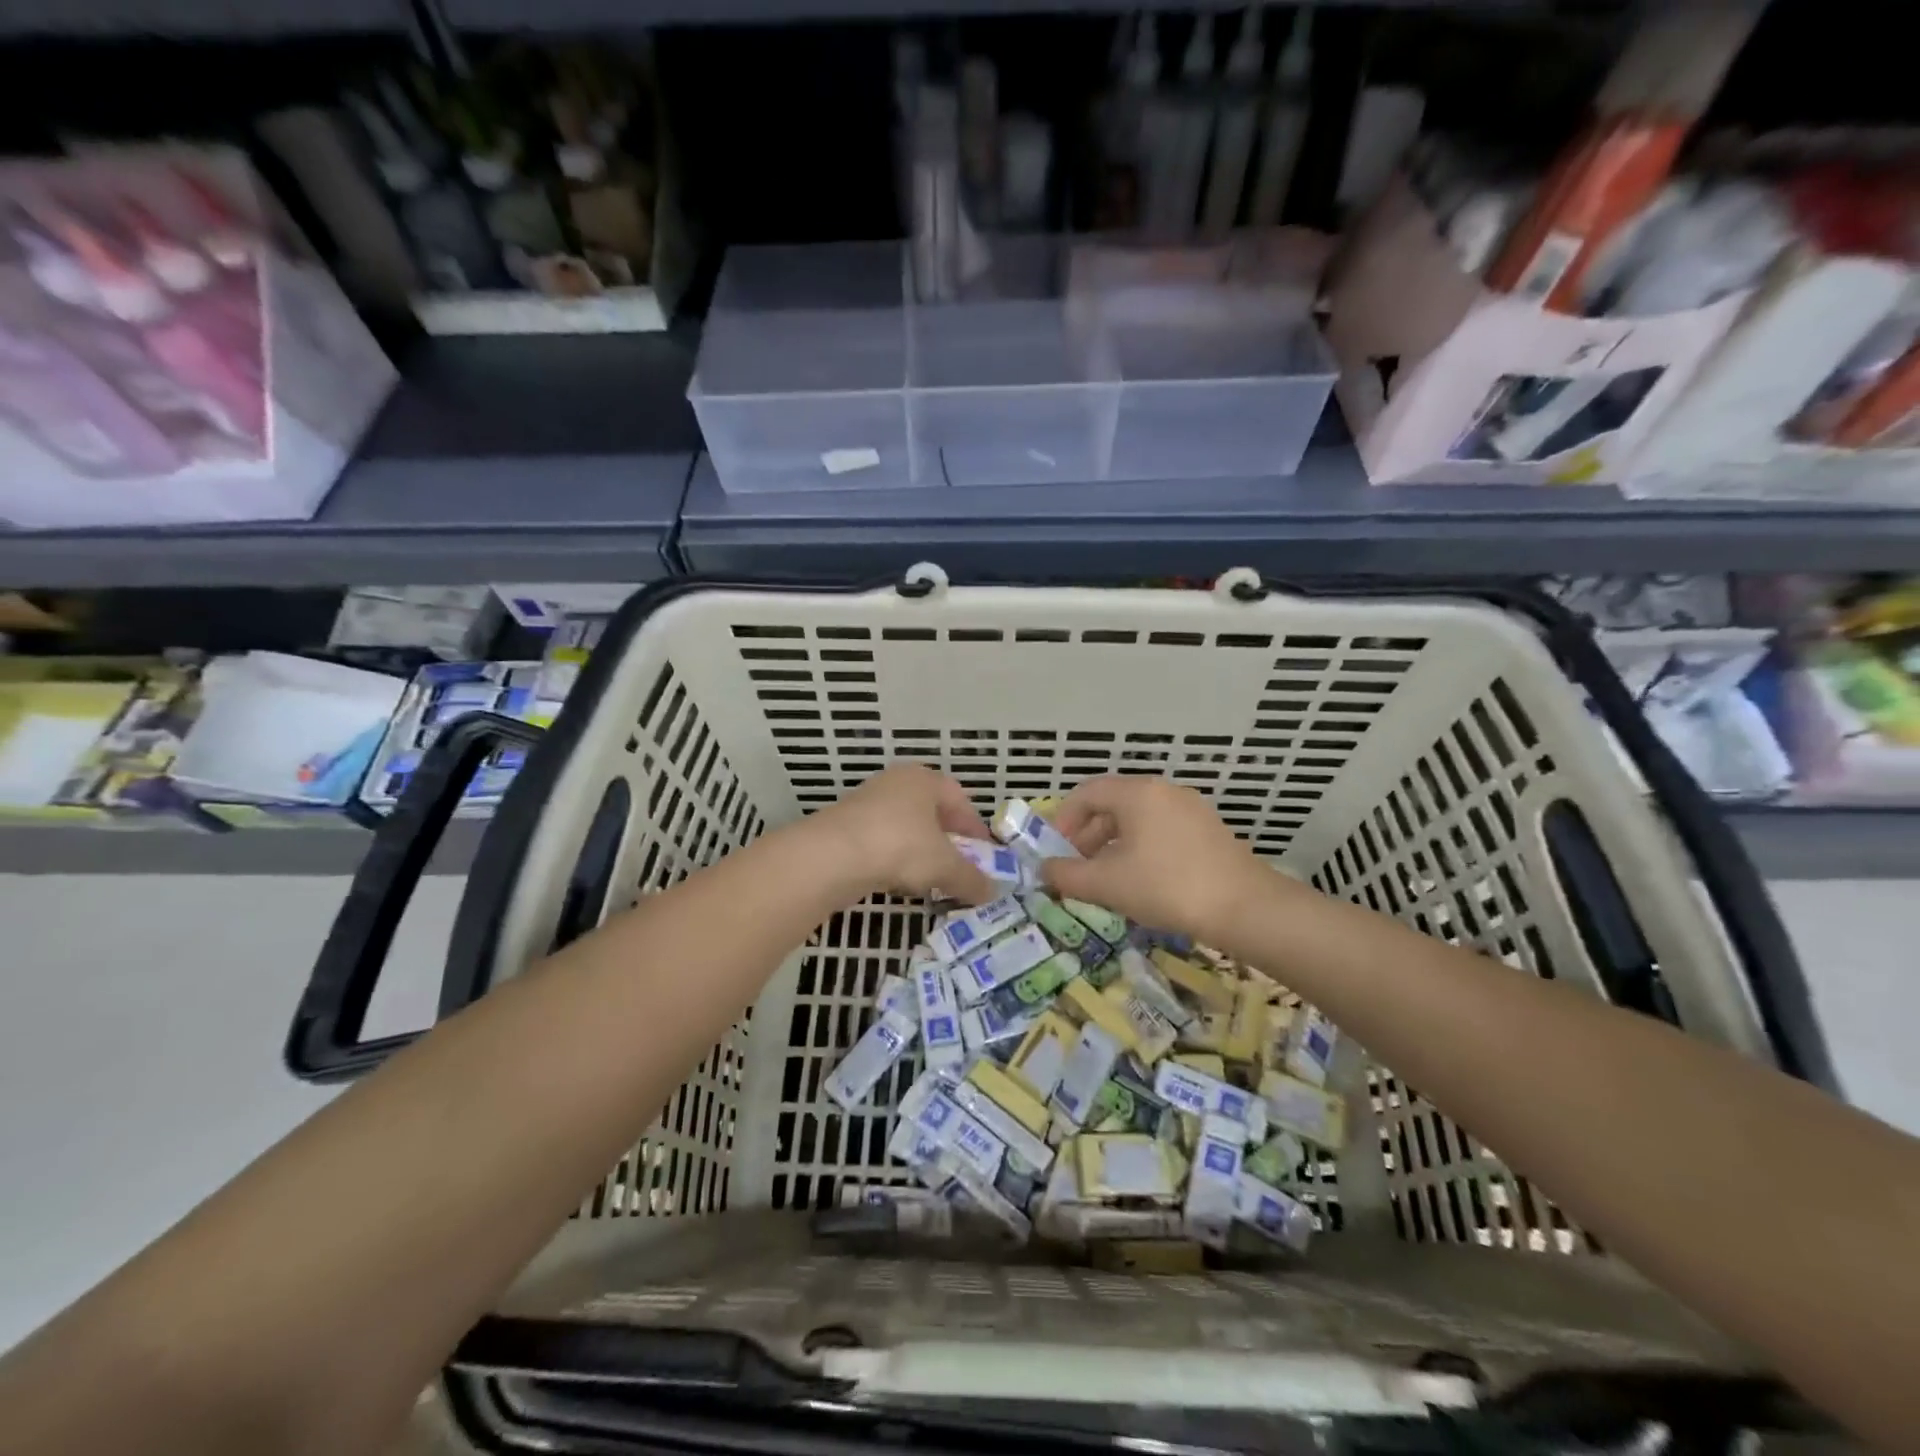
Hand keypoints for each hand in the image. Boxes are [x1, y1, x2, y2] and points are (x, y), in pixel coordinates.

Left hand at [813, 763, 996, 903]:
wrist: (831, 856)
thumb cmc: (900, 846)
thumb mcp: (945, 866)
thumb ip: (971, 879)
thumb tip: (991, 892)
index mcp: (924, 780)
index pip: (960, 799)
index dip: (975, 829)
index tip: (984, 857)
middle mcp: (896, 783)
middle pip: (932, 812)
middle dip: (948, 842)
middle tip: (959, 867)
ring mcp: (867, 802)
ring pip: (905, 828)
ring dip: (920, 852)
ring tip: (930, 879)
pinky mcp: (846, 826)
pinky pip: (882, 841)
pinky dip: (894, 859)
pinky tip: (897, 881)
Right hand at [1043, 776, 1268, 940]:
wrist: (1244, 908)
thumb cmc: (1166, 887)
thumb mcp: (1107, 884)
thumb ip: (1067, 874)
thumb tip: (1044, 869)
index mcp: (1137, 793)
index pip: (1086, 793)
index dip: (1063, 820)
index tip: (1054, 851)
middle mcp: (1163, 791)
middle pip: (1112, 804)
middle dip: (1087, 835)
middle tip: (1076, 867)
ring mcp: (1190, 808)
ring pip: (1137, 819)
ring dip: (1112, 844)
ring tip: (1105, 878)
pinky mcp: (1208, 830)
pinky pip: (1160, 830)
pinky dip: (1140, 848)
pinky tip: (1140, 881)